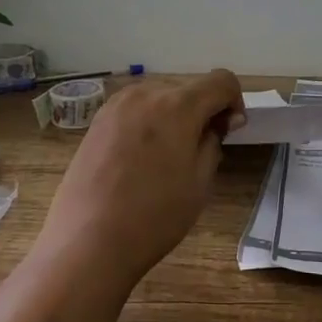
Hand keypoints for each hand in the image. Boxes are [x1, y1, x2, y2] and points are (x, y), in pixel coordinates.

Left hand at [39, 71, 245, 288]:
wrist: (88, 240)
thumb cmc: (154, 215)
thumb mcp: (199, 182)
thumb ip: (213, 141)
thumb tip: (219, 122)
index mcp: (178, 105)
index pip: (221, 81)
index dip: (233, 101)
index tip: (228, 132)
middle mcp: (146, 93)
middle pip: (188, 88)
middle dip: (202, 110)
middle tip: (200, 150)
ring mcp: (116, 105)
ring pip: (160, 97)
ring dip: (174, 115)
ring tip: (167, 157)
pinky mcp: (97, 120)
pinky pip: (135, 109)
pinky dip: (148, 122)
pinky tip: (140, 158)